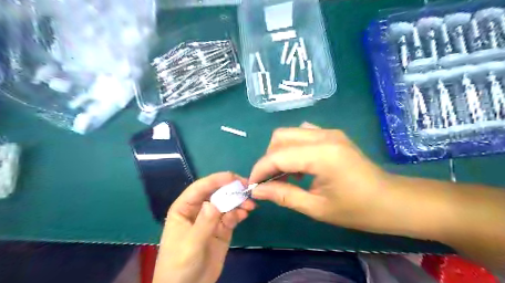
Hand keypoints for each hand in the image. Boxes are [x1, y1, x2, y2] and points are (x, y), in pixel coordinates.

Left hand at [153, 172, 256, 282]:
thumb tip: (214, 203)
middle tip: (247, 188)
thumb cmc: (179, 265)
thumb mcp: (191, 244)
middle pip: (216, 193)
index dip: (216, 180)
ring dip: (238, 202)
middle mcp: (198, 210)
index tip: (233, 177)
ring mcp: (211, 219)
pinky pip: (232, 216)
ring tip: (250, 205)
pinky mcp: (222, 229)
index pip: (200, 188)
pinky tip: (245, 214)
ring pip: (226, 204)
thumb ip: (204, 223)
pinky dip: (239, 213)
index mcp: (184, 208)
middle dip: (231, 189)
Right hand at [248, 123, 398, 232]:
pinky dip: (293, 147)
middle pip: (280, 137)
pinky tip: (300, 165)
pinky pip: (303, 134)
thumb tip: (257, 191)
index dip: (260, 170)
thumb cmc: (358, 209)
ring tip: (285, 175)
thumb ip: (283, 195)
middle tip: (270, 181)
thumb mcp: (316, 208)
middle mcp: (324, 136)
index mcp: (322, 155)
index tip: (253, 186)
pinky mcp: (332, 135)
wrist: (392, 200)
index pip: (278, 156)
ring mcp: (329, 132)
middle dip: (268, 159)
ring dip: (280, 152)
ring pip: (290, 133)